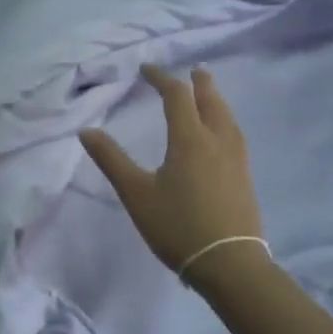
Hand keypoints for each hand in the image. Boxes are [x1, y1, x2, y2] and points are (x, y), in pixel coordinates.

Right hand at [80, 65, 263, 275]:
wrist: (229, 264)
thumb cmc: (177, 226)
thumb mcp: (136, 193)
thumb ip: (111, 160)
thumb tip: (87, 131)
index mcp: (190, 139)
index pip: (177, 96)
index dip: (161, 78)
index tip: (147, 69)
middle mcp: (217, 141)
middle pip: (211, 101)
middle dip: (199, 83)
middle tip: (193, 71)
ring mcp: (236, 160)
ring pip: (228, 117)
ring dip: (216, 100)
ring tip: (208, 96)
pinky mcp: (245, 177)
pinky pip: (235, 135)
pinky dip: (225, 121)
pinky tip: (222, 134)